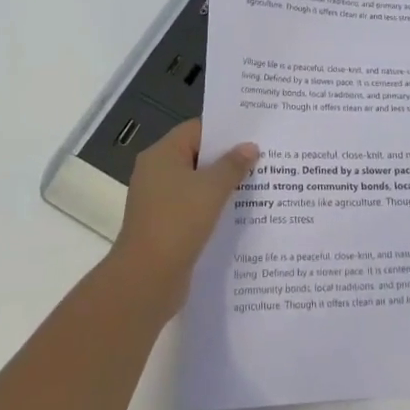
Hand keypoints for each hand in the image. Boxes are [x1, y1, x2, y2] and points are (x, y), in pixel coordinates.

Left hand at [112, 119, 258, 312]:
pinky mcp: (166, 225)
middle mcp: (157, 172)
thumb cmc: (178, 222)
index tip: (254, 133)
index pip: (197, 129)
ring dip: (224, 184)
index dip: (225, 130)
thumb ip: (233, 165)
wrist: (146, 279)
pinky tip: (240, 212)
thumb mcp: (211, 188)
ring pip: (197, 183)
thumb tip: (250, 147)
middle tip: (263, 157)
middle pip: (198, 155)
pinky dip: (214, 207)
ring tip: (259, 184)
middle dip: (229, 158)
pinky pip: (194, 206)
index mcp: (162, 154)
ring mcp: (159, 200)